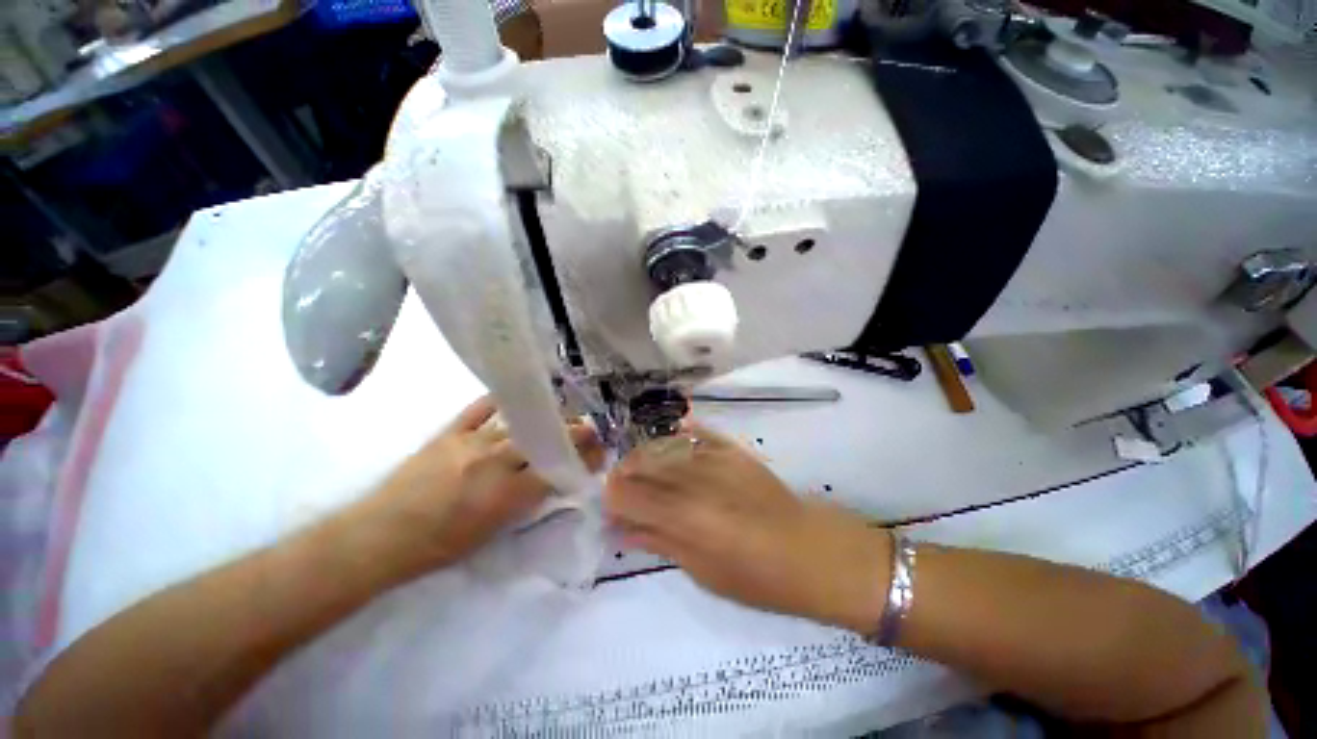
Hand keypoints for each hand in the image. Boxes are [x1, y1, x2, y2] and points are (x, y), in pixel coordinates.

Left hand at [350, 395, 604, 580]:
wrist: (382, 535)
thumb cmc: (440, 545)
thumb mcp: (494, 531)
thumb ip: (528, 501)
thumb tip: (554, 478)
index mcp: (509, 494)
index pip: (558, 468)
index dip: (584, 458)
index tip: (599, 450)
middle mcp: (497, 461)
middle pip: (546, 439)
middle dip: (574, 431)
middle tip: (589, 427)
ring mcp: (473, 441)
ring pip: (521, 422)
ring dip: (546, 417)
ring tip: (559, 414)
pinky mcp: (451, 431)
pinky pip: (481, 408)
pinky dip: (501, 401)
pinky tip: (515, 398)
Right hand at [604, 424, 889, 632]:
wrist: (809, 549)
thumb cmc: (755, 577)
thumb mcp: (700, 571)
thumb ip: (658, 541)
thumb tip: (622, 527)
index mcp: (681, 516)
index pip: (624, 495)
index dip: (612, 500)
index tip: (613, 509)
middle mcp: (691, 478)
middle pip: (639, 465)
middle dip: (624, 478)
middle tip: (627, 494)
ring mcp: (712, 457)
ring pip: (660, 447)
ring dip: (645, 460)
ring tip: (648, 475)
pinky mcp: (730, 448)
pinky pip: (692, 434)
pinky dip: (675, 440)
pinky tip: (672, 449)